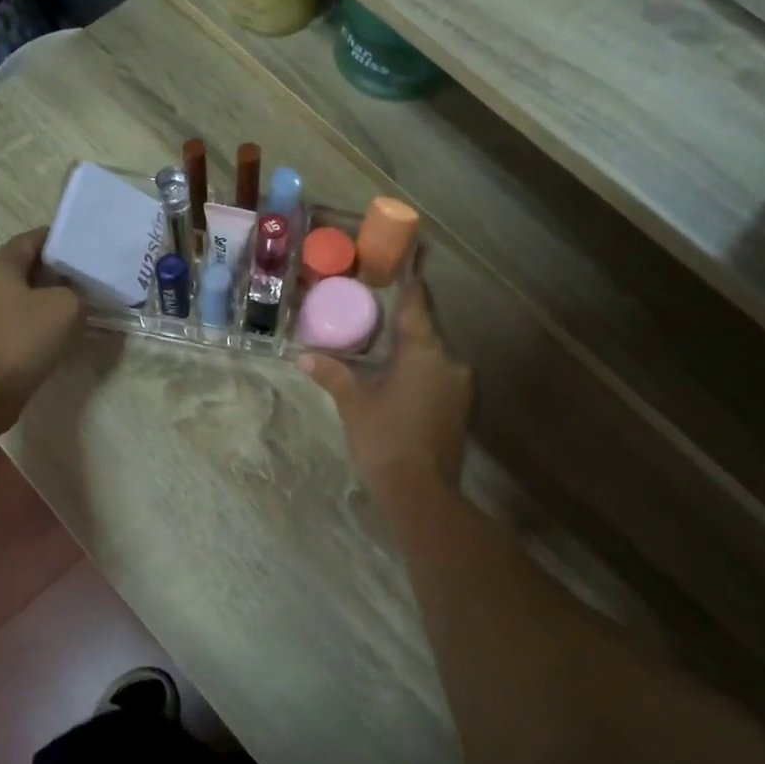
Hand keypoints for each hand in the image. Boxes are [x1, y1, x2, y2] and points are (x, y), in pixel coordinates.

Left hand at [0, 229, 82, 436]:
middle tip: (78, 279)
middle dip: (48, 272)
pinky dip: (27, 323)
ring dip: (37, 300)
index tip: (76, 245)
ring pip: (12, 298)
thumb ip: (74, 293)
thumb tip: (71, 297)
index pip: (26, 240)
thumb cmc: (22, 340)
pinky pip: (6, 323)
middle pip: (18, 269)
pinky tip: (47, 336)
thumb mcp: (65, 308)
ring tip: (67, 310)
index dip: (52, 238)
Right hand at [301, 280, 472, 491]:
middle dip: (405, 324)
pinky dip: (421, 373)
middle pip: (426, 333)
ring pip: (434, 357)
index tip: (407, 271)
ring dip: (413, 351)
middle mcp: (449, 363)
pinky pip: (439, 377)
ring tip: (385, 347)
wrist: (421, 492)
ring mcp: (459, 388)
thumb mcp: (354, 404)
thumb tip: (304, 358)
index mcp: (424, 353)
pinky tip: (400, 379)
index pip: (417, 309)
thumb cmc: (385, 439)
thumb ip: (333, 375)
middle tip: (380, 314)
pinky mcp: (460, 410)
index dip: (411, 289)